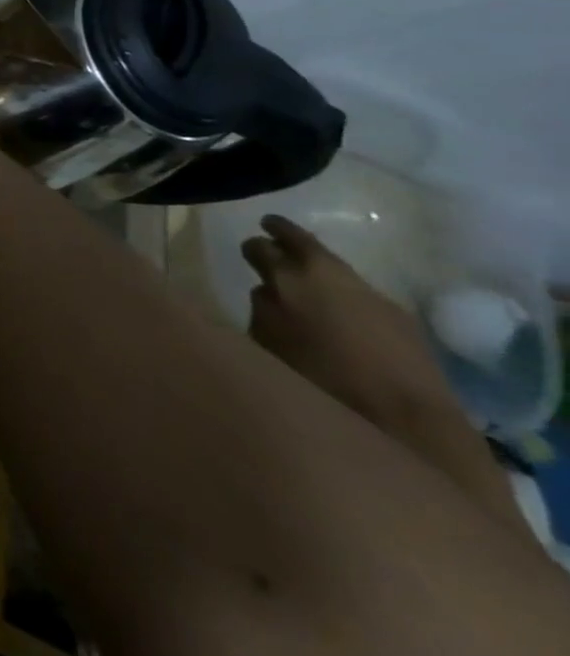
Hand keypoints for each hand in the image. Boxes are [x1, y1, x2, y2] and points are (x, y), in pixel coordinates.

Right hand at [243, 215, 453, 428]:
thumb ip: (263, 309)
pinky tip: (342, 316)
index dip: (253, 248)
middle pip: (300, 241)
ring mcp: (370, 293)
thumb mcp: (268, 341)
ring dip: (317, 269)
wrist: (405, 420)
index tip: (249, 251)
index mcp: (287, 278)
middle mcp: (327, 274)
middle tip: (271, 236)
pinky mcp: (402, 317)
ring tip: (306, 281)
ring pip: (334, 268)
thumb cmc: (318, 379)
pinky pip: (360, 294)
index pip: (261, 246)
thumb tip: (268, 292)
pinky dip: (345, 295)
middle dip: (283, 237)